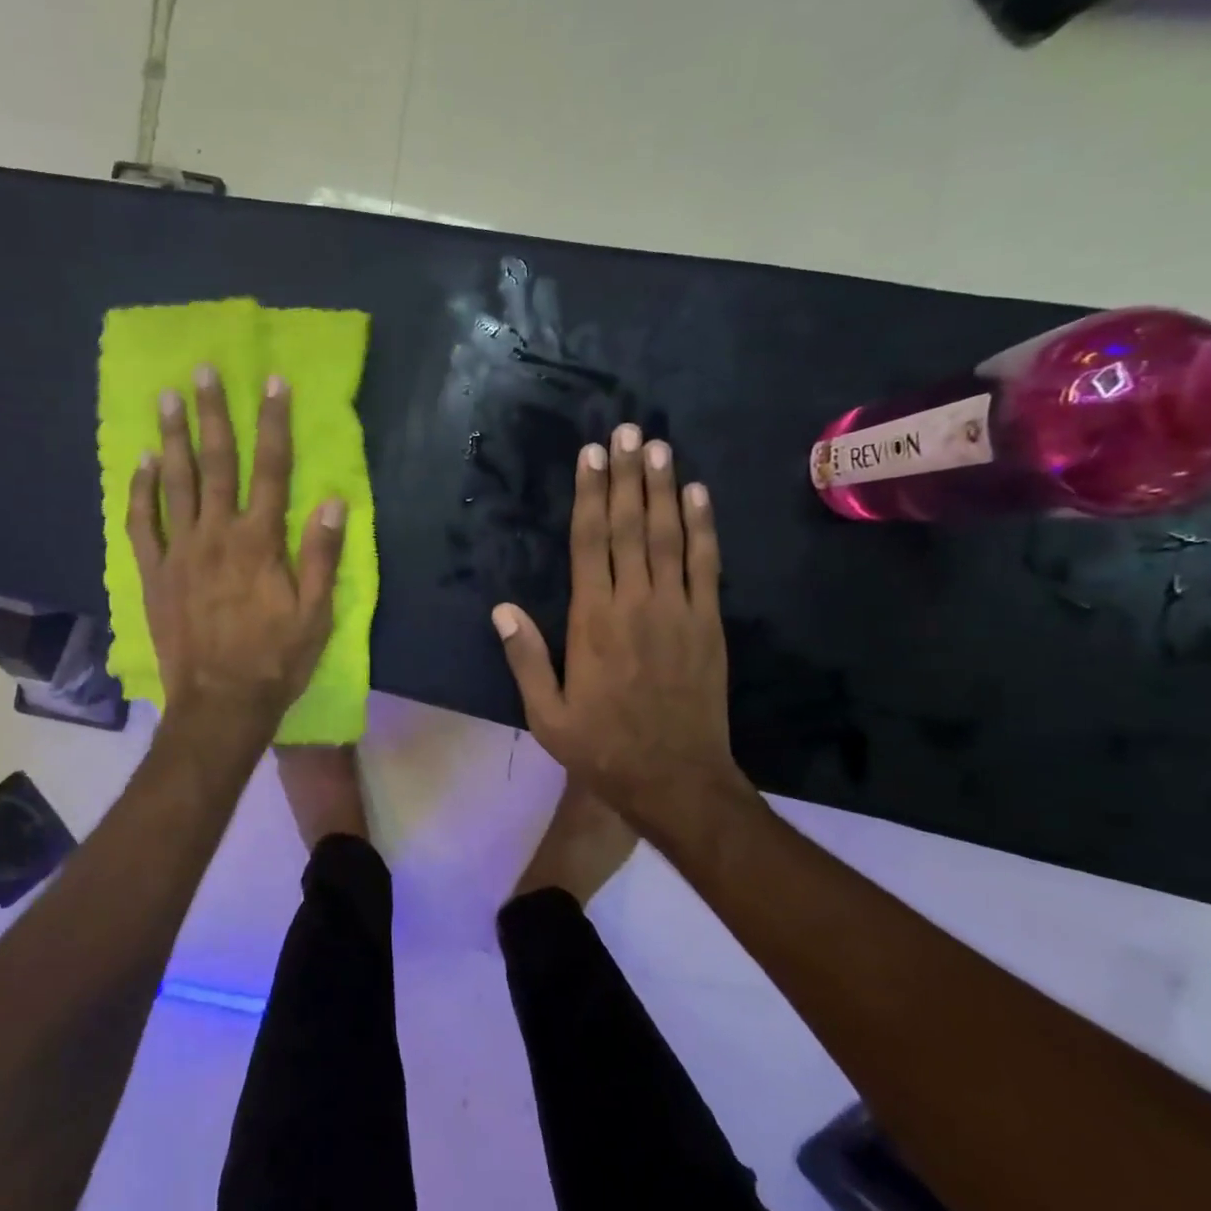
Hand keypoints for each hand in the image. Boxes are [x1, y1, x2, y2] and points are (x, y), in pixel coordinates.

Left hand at [128, 366, 344, 739]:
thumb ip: (321, 555)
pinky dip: (140, 491)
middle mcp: (217, 535)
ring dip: (172, 438)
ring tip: (166, 399)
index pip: (272, 470)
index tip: (272, 382)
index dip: (274, 424)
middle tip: (202, 372)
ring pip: (175, 484)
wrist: (220, 704)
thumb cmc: (275, 660)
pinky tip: (141, 463)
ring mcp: (179, 553)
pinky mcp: (154, 574)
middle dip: (213, 415)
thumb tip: (332, 501)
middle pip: (217, 464)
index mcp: (260, 542)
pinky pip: (141, 524)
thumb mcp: (315, 614)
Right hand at [492, 425, 752, 833]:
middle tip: (627, 431)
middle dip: (627, 476)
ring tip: (659, 447)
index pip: (589, 543)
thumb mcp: (545, 714)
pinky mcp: (708, 624)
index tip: (591, 456)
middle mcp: (636, 603)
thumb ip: (525, 658)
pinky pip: (706, 565)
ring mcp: (678, 610)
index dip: (590, 495)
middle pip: (629, 527)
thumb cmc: (602, 747)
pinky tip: (699, 495)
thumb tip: (502, 609)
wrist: (676, 779)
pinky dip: (703, 527)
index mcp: (592, 621)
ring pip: (668, 536)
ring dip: (664, 488)